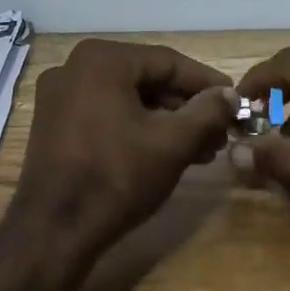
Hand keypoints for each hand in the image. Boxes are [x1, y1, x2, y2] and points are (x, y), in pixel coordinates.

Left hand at [9, 39, 238, 260]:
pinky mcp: (54, 125)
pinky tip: (165, 154)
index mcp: (101, 59)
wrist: (53, 230)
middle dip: (187, 108)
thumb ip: (207, 112)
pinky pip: (106, 115)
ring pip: (127, 100)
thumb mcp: (172, 143)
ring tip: (201, 151)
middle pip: (146, 80)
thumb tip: (230, 95)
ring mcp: (59, 97)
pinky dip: (137, 129)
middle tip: (220, 133)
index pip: (168, 62)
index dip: (207, 83)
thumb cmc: (117, 177)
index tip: (236, 102)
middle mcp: (74, 68)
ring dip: (166, 122)